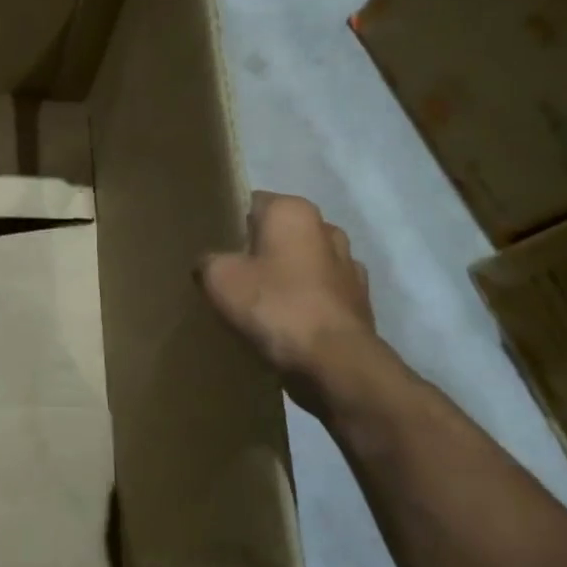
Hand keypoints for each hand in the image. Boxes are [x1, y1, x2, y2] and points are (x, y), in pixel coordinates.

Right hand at [199, 191, 380, 415]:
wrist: (335, 363)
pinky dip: (303, 302)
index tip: (212, 247)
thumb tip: (211, 264)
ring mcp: (349, 266)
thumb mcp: (219, 278)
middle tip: (229, 274)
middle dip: (257, 250)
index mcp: (294, 212)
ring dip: (283, 276)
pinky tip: (283, 322)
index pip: (251, 203)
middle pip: (278, 234)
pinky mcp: (359, 301)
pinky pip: (319, 293)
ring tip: (256, 302)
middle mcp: (327, 229)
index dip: (228, 224)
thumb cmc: (274, 306)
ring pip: (302, 263)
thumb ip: (208, 261)